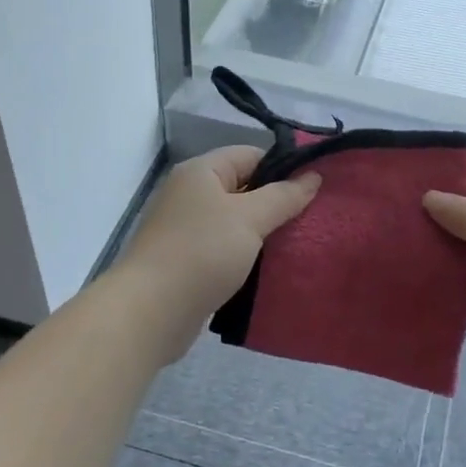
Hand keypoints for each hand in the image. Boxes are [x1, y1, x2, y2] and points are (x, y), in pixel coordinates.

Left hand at [114, 147, 320, 360]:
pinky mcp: (186, 262)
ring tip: (297, 246)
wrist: (151, 311)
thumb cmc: (202, 252)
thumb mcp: (250, 218)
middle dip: (276, 203)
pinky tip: (268, 270)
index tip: (314, 190)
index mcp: (200, 172)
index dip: (283, 168)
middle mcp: (189, 194)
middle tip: (312, 221)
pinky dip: (245, 256)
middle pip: (243, 188)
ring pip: (235, 222)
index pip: (251, 155)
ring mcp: (185, 229)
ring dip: (262, 234)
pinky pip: (224, 249)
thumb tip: (313, 176)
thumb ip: (284, 196)